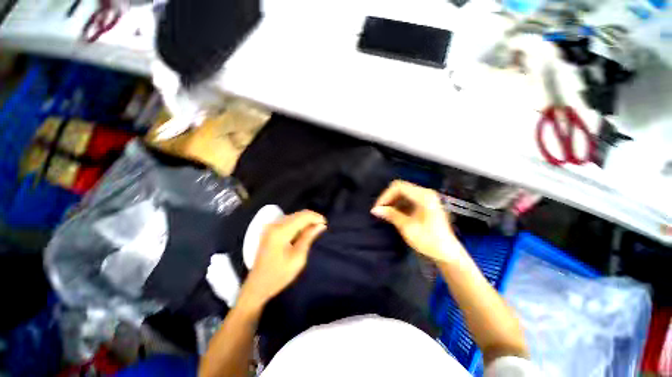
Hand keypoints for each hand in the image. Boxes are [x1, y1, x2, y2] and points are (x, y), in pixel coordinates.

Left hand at [241, 210, 326, 306]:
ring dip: (305, 221)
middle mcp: (275, 225)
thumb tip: (321, 225)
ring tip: (314, 230)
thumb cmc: (279, 275)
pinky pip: (288, 221)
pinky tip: (303, 232)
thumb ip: (308, 238)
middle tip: (321, 228)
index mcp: (281, 231)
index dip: (316, 217)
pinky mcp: (270, 230)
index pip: (302, 216)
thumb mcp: (298, 258)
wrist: (257, 285)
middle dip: (311, 218)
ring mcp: (271, 227)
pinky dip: (298, 224)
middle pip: (298, 214)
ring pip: (293, 216)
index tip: (325, 224)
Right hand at [371, 180, 462, 263]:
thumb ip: (391, 215)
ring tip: (385, 213)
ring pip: (403, 192)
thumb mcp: (407, 227)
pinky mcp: (426, 204)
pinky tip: (394, 214)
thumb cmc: (428, 241)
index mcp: (424, 196)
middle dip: (388, 198)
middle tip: (380, 210)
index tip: (378, 208)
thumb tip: (375, 209)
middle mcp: (425, 193)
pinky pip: (408, 198)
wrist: (447, 253)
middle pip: (401, 188)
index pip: (399, 187)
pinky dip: (399, 204)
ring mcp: (426, 198)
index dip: (385, 196)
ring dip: (393, 201)